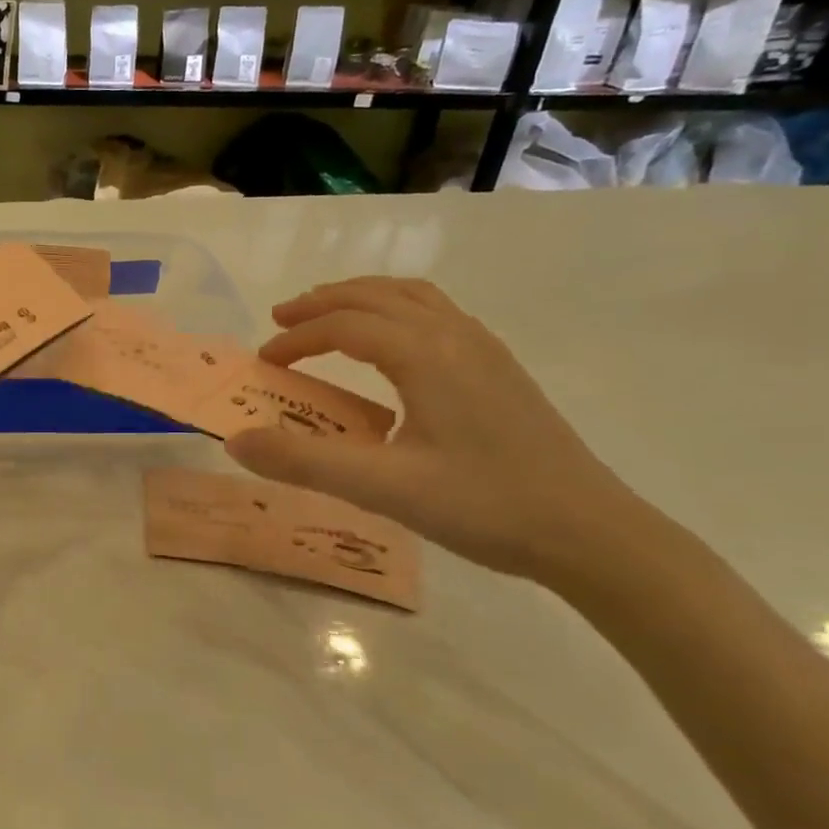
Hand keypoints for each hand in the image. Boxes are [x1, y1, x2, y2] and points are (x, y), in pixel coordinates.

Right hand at [224, 277, 646, 582]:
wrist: (592, 533)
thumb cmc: (485, 506)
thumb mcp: (383, 488)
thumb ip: (304, 462)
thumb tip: (236, 442)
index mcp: (425, 354)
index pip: (344, 326)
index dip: (296, 338)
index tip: (264, 362)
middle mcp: (454, 336)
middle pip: (376, 296)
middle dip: (322, 303)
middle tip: (280, 320)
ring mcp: (484, 348)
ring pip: (411, 297)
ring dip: (362, 298)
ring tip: (328, 316)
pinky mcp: (501, 368)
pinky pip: (436, 314)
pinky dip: (396, 310)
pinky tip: (392, 344)